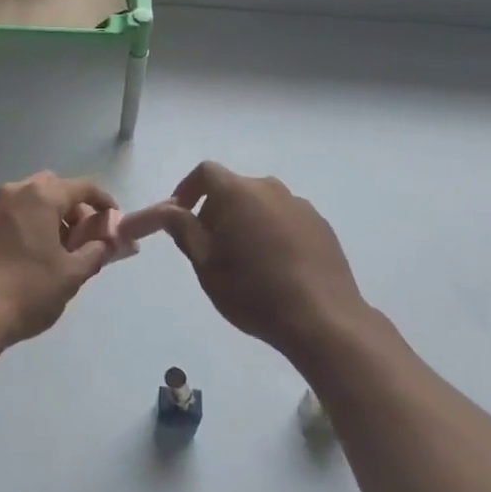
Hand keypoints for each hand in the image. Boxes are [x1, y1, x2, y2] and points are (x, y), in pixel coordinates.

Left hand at [0, 172, 120, 348]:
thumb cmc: (27, 291)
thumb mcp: (71, 275)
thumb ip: (95, 252)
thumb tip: (105, 242)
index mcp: (39, 196)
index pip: (82, 187)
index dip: (103, 202)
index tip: (114, 221)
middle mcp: (13, 192)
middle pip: (52, 187)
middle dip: (72, 207)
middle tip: (82, 237)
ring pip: (28, 199)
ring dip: (47, 215)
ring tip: (56, 250)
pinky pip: (8, 214)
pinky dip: (25, 224)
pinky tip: (28, 256)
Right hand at [152, 162, 367, 364]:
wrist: (322, 319)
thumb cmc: (253, 291)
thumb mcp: (206, 264)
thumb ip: (184, 229)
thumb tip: (168, 209)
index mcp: (238, 192)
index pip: (205, 172)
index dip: (188, 190)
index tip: (181, 217)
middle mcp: (270, 188)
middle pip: (234, 187)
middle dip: (216, 210)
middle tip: (210, 247)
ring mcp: (300, 205)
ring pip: (261, 204)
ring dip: (246, 221)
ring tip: (245, 260)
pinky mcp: (321, 225)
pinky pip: (286, 218)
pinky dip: (272, 232)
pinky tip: (276, 267)